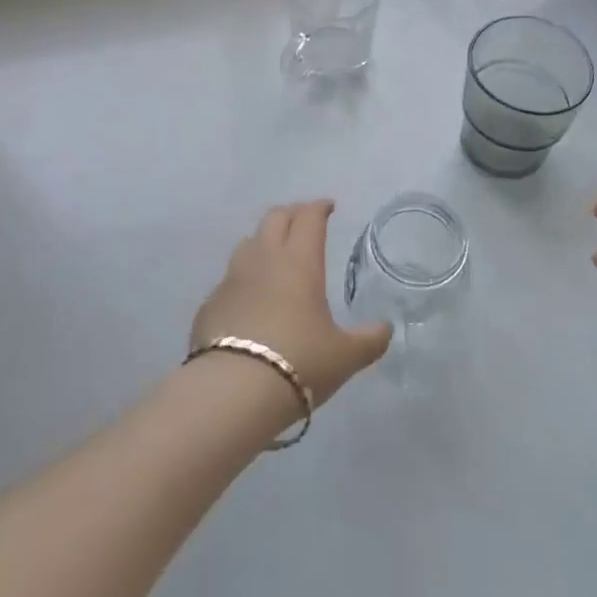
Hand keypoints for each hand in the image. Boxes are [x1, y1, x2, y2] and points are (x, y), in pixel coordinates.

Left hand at [191, 200, 392, 407]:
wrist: (234, 389)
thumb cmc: (299, 362)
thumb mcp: (345, 356)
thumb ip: (369, 339)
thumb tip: (385, 329)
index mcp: (299, 261)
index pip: (309, 218)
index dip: (319, 207)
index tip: (328, 207)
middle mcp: (264, 259)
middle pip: (275, 218)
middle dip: (292, 213)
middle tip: (304, 221)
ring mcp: (232, 278)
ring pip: (248, 242)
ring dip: (264, 239)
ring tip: (275, 252)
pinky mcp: (211, 302)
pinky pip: (230, 277)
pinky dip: (244, 277)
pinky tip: (250, 296)